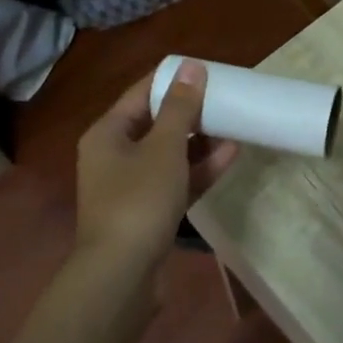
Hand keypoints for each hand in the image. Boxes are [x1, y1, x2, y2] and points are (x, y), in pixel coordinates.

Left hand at [74, 63, 238, 278]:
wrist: (122, 275)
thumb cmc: (138, 200)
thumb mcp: (163, 148)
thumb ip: (181, 108)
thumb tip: (192, 67)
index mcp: (107, 133)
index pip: (141, 93)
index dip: (172, 80)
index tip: (206, 71)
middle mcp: (114, 156)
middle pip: (155, 123)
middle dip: (191, 112)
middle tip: (225, 98)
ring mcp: (131, 187)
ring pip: (168, 154)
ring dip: (200, 142)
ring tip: (235, 126)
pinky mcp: (148, 213)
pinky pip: (175, 181)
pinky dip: (198, 170)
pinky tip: (229, 156)